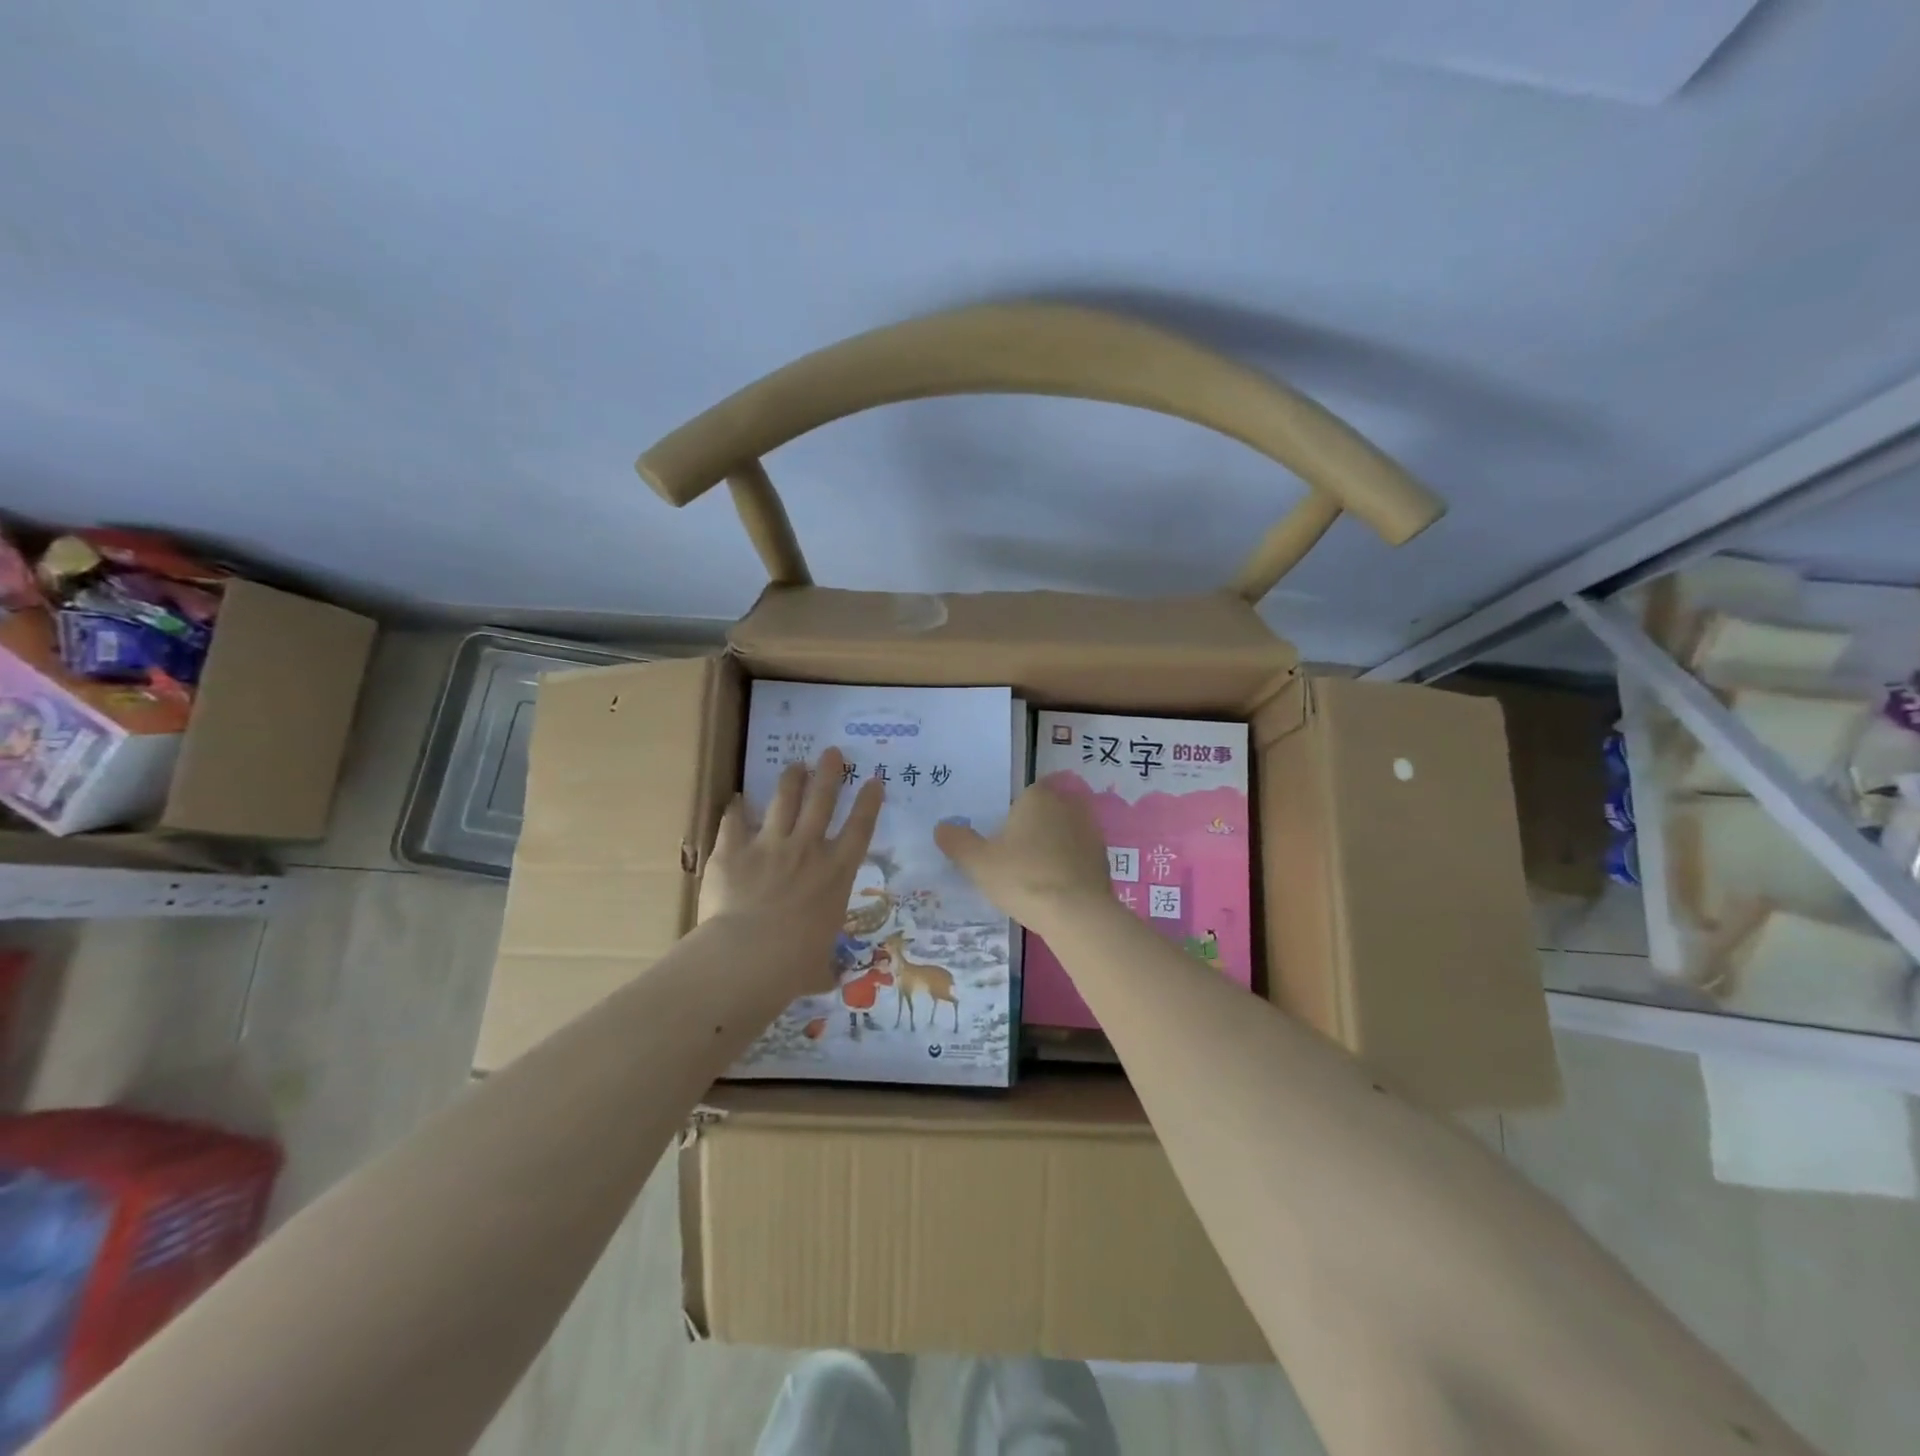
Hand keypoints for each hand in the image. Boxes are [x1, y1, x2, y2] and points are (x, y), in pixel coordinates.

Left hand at [700, 747, 883, 996]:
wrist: (748, 957)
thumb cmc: (794, 965)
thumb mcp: (819, 966)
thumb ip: (823, 965)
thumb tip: (826, 980)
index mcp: (836, 874)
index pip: (860, 829)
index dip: (869, 802)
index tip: (874, 779)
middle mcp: (808, 850)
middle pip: (822, 800)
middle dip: (830, 773)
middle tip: (833, 752)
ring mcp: (769, 845)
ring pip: (784, 800)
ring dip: (791, 780)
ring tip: (796, 764)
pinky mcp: (733, 850)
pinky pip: (733, 821)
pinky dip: (734, 809)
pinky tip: (734, 798)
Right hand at [934, 782, 1116, 935]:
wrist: (1077, 914)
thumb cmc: (1023, 878)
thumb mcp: (978, 862)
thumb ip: (957, 842)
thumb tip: (941, 827)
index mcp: (1038, 797)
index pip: (1021, 797)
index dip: (1010, 818)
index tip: (1000, 843)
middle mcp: (1068, 805)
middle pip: (1043, 814)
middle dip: (1031, 831)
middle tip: (1013, 860)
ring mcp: (1090, 831)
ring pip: (1062, 834)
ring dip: (1051, 849)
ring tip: (1034, 878)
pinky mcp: (1104, 858)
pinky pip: (1078, 856)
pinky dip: (1068, 867)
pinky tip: (1055, 889)